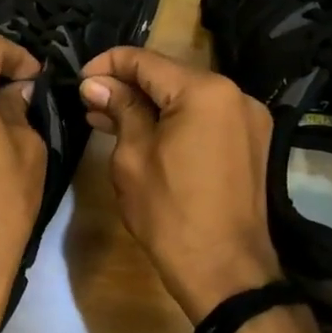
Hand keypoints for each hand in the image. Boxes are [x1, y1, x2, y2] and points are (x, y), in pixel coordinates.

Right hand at [80, 47, 281, 322]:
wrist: (225, 272)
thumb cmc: (170, 214)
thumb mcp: (133, 157)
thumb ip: (120, 109)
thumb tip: (97, 83)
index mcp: (204, 91)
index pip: (145, 61)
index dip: (107, 64)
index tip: (79, 79)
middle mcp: (235, 94)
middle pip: (170, 76)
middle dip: (127, 86)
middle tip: (89, 103)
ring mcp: (249, 119)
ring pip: (187, 98)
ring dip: (150, 106)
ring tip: (107, 119)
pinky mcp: (252, 143)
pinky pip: (205, 119)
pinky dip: (175, 122)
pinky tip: (144, 134)